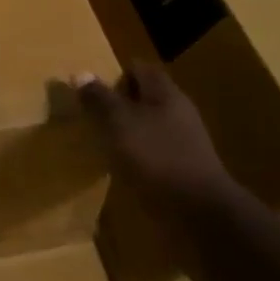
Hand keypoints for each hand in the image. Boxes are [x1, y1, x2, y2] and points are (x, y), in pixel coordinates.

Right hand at [76, 63, 234, 216]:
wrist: (199, 212)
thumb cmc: (156, 157)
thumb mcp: (119, 123)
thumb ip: (99, 98)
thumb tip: (79, 73)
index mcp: (165, 94)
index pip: (139, 68)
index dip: (115, 75)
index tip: (92, 93)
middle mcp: (178, 112)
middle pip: (144, 97)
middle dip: (118, 104)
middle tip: (93, 118)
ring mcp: (184, 142)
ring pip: (149, 125)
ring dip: (126, 131)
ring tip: (103, 145)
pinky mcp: (183, 168)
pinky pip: (154, 151)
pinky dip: (137, 155)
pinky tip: (122, 168)